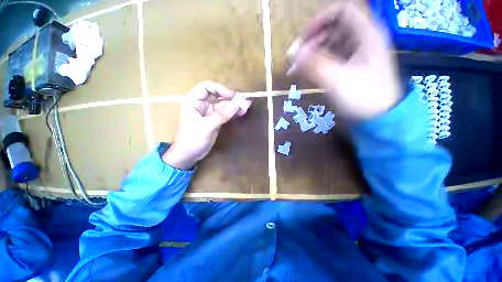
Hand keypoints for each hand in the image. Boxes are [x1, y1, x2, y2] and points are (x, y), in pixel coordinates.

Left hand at [162, 81, 251, 169]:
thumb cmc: (192, 139)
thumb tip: (237, 104)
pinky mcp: (215, 120)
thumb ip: (222, 115)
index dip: (220, 88)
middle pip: (217, 95)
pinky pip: (225, 113)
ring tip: (246, 106)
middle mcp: (202, 105)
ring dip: (234, 105)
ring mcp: (209, 113)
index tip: (232, 95)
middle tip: (243, 101)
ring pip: (223, 105)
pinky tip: (241, 112)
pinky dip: (233, 112)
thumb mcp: (206, 126)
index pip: (206, 87)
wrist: (189, 155)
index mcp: (194, 102)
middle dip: (230, 97)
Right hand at [287, 2, 401, 119]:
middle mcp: (363, 40)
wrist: (380, 119)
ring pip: (331, 44)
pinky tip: (306, 73)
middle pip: (333, 28)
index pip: (342, 11)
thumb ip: (314, 65)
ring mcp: (358, 54)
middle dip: (312, 41)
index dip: (320, 20)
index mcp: (367, 35)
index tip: (303, 39)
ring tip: (297, 69)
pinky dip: (318, 63)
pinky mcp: (352, 67)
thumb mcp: (337, 81)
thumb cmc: (364, 98)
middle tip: (296, 59)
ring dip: (312, 54)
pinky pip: (332, 58)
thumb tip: (293, 55)